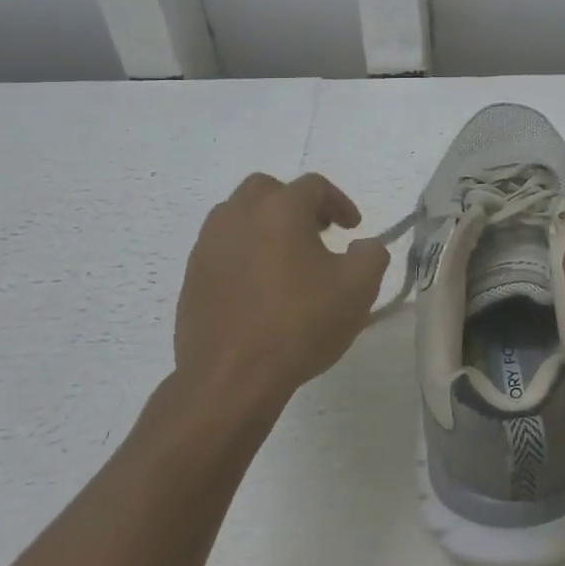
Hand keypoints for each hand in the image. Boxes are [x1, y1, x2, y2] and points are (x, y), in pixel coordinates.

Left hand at [171, 172, 388, 413]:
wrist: (230, 379)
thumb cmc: (299, 325)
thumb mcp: (358, 289)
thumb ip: (372, 255)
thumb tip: (363, 247)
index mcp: (279, 210)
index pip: (313, 186)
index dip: (339, 202)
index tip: (352, 228)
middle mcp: (238, 216)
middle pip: (267, 190)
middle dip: (295, 204)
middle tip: (317, 233)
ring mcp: (208, 246)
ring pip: (238, 215)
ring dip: (265, 225)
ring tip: (287, 259)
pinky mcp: (192, 277)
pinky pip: (222, 247)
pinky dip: (244, 252)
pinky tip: (261, 287)